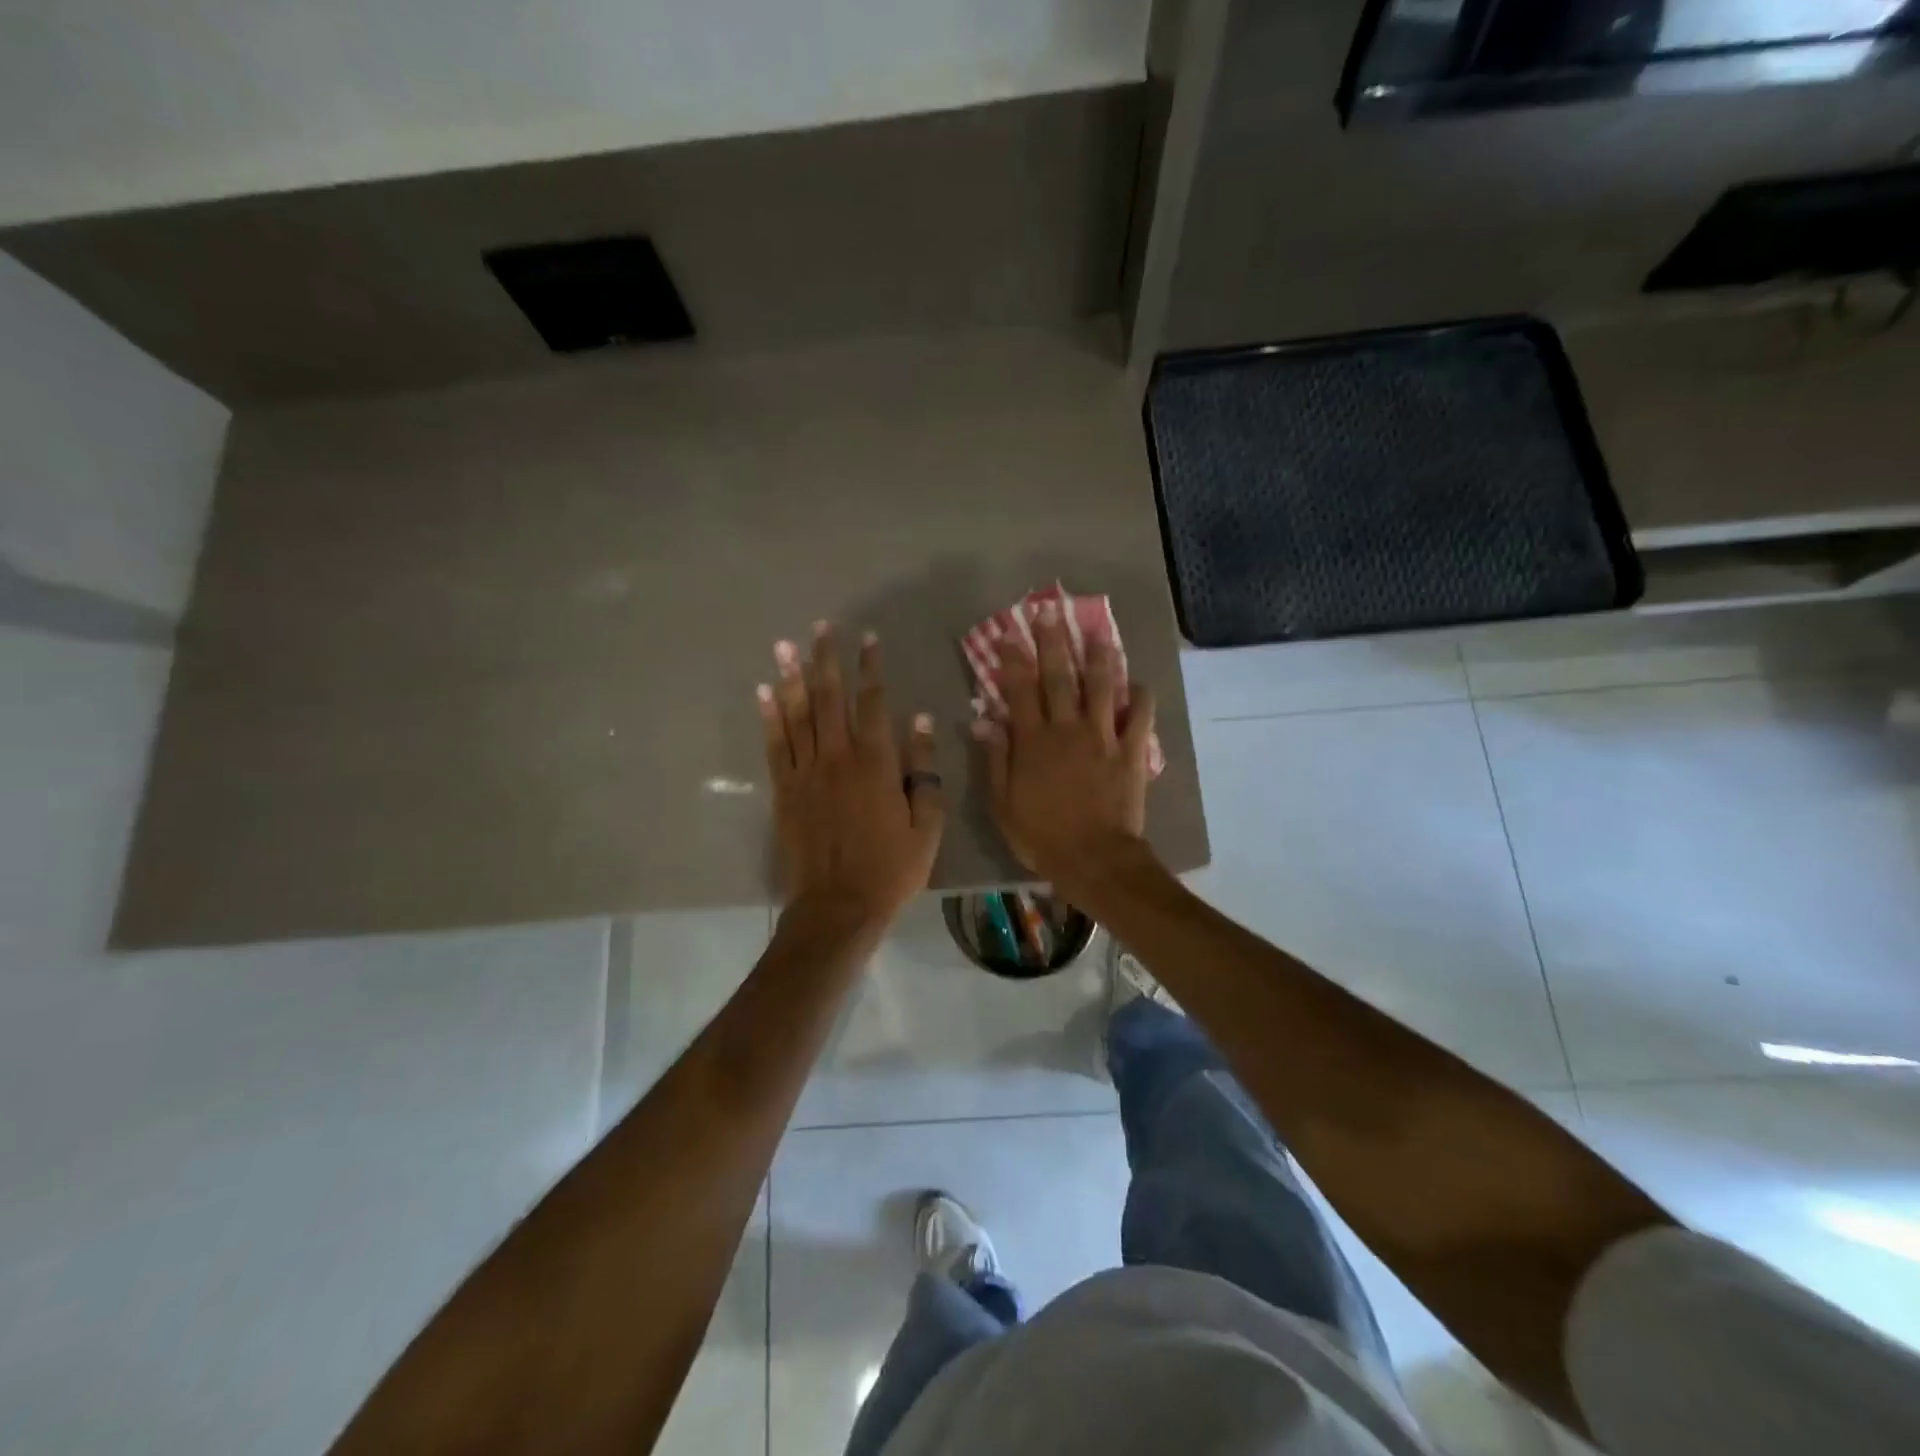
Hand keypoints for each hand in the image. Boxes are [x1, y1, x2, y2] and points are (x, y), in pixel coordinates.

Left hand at [759, 622, 944, 930]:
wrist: (839, 905)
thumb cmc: (891, 868)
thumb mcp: (926, 824)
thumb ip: (924, 770)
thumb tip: (921, 721)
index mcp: (876, 763)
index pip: (873, 703)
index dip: (871, 668)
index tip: (868, 639)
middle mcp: (838, 757)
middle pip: (830, 699)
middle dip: (827, 660)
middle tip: (821, 628)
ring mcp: (806, 773)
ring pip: (798, 715)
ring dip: (792, 677)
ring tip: (785, 646)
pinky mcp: (785, 790)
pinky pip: (775, 746)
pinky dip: (770, 717)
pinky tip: (764, 692)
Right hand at [972, 598, 1157, 895]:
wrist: (1094, 859)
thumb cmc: (1041, 835)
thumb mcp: (1003, 803)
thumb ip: (995, 758)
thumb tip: (983, 720)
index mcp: (1033, 741)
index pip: (1019, 689)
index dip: (1012, 659)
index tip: (1007, 634)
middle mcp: (1067, 728)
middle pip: (1059, 676)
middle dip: (1052, 641)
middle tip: (1048, 611)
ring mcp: (1103, 737)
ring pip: (1101, 686)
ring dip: (1098, 656)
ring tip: (1097, 631)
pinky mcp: (1130, 751)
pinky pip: (1140, 716)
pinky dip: (1140, 697)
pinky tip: (1138, 683)